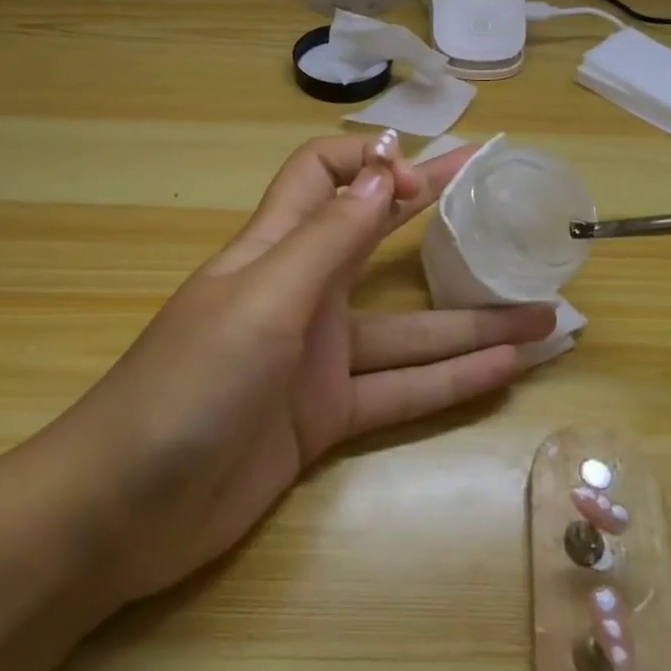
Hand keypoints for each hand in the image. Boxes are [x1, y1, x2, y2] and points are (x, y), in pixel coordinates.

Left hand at [69, 134, 554, 605]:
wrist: (126, 508)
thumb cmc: (190, 383)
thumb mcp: (263, 300)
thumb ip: (327, 238)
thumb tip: (385, 168)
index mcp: (274, 248)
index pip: (321, 175)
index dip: (371, 162)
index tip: (425, 177)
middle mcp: (301, 293)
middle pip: (378, 242)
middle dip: (437, 218)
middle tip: (504, 203)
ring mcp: (316, 359)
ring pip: (407, 330)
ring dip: (472, 322)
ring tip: (544, 315)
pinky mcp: (325, 418)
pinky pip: (400, 392)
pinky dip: (451, 382)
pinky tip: (506, 371)